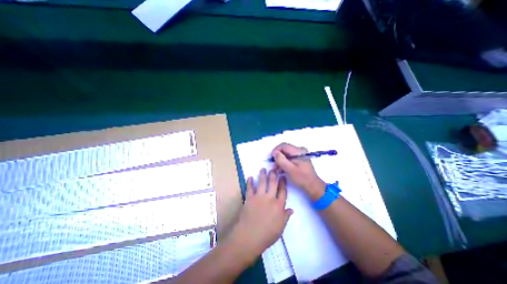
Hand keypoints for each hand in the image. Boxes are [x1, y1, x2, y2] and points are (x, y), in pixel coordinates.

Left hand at [227, 168, 293, 264]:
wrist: (250, 236)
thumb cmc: (267, 234)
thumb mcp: (280, 228)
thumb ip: (286, 217)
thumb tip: (291, 209)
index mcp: (278, 205)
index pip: (283, 191)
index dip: (283, 183)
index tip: (283, 177)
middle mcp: (269, 198)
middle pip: (272, 183)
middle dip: (273, 175)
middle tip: (274, 168)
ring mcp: (258, 197)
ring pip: (261, 182)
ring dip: (262, 175)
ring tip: (263, 168)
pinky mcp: (249, 198)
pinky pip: (249, 188)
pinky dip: (249, 182)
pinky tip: (250, 177)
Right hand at [273, 143, 324, 200]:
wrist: (312, 185)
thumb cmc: (301, 178)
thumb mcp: (290, 169)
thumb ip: (281, 160)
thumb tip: (275, 153)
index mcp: (298, 151)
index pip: (283, 146)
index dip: (276, 151)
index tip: (272, 159)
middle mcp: (299, 150)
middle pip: (284, 150)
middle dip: (278, 157)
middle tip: (274, 166)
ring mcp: (300, 154)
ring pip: (286, 154)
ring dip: (280, 161)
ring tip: (277, 169)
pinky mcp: (299, 159)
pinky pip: (289, 158)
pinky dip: (284, 163)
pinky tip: (282, 170)